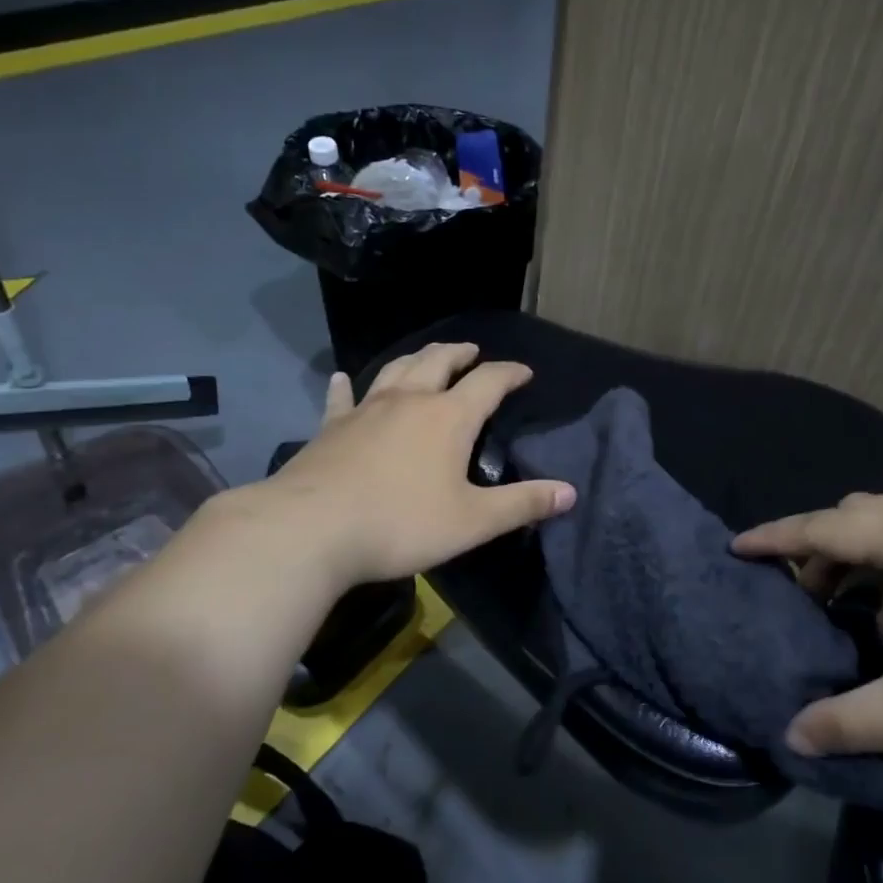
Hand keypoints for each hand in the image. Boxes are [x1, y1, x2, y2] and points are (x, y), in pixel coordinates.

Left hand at [249, 343, 575, 585]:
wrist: (311, 530)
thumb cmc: (401, 524)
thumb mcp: (473, 521)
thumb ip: (523, 504)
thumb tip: (570, 492)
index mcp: (448, 418)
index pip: (489, 382)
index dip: (510, 373)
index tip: (524, 372)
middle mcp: (409, 401)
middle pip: (438, 362)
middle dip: (460, 354)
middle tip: (473, 352)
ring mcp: (365, 410)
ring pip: (395, 370)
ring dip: (416, 359)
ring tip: (427, 357)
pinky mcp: (330, 427)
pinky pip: (342, 398)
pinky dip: (346, 385)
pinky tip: (343, 378)